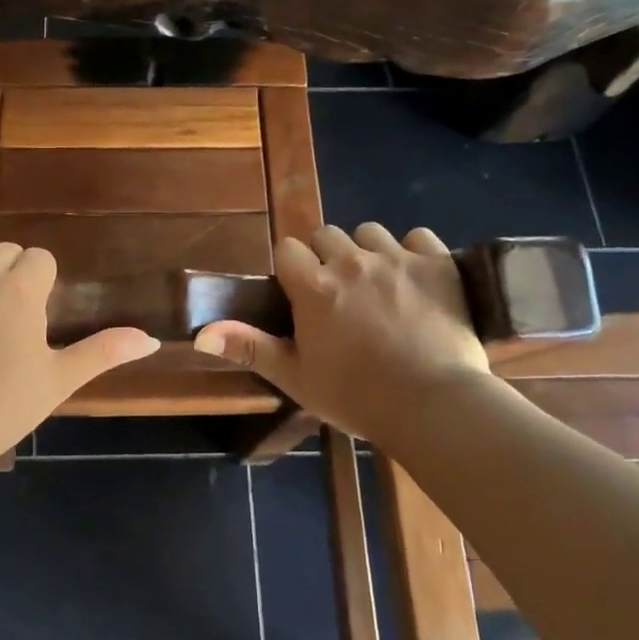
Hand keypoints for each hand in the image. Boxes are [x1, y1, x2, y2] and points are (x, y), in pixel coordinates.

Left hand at [0, 239, 158, 463]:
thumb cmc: (1, 406)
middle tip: (6, 316)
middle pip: (5, 250)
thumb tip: (150, 339)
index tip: (35, 314)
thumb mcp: (59, 380)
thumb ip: (104, 351)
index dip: (42, 284)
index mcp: (21, 288)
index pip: (40, 258)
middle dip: (10, 274)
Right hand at [194, 224, 490, 439]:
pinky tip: (417, 280)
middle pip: (327, 235)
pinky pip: (418, 237)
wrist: (434, 407)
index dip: (292, 268)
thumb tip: (200, 332)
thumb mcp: (295, 377)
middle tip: (341, 294)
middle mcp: (351, 262)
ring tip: (380, 285)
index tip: (302, 293)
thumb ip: (249, 347)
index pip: (288, 248)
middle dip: (328, 257)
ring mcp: (397, 259)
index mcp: (314, 287)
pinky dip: (414, 253)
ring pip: (371, 233)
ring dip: (369, 252)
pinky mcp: (438, 263)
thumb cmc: (357, 396)